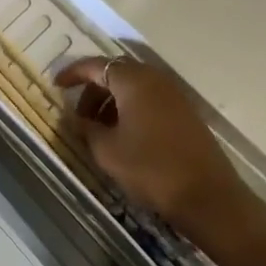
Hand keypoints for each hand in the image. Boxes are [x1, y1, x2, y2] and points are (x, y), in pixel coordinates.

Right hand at [55, 57, 265, 258]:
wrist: (209, 199)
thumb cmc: (151, 169)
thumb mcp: (107, 150)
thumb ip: (85, 128)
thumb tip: (73, 117)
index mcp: (132, 81)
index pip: (95, 66)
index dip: (72, 74)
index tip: (56, 86)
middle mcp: (154, 79)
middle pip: (115, 73)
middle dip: (92, 90)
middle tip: (78, 115)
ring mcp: (173, 96)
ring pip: (133, 88)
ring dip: (111, 102)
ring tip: (98, 130)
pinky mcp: (185, 114)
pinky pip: (149, 100)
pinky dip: (131, 110)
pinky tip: (124, 136)